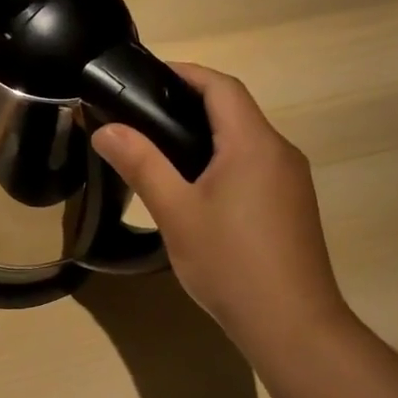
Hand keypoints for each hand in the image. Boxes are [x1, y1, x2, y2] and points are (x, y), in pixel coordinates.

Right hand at [91, 63, 348, 343]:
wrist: (292, 325)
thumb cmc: (230, 263)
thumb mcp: (176, 212)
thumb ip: (141, 164)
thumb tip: (105, 129)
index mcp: (253, 143)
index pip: (221, 86)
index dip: (185, 72)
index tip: (146, 75)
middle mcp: (280, 151)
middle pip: (235, 109)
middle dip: (190, 102)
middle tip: (141, 113)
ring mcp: (292, 180)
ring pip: (246, 139)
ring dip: (207, 132)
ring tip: (160, 148)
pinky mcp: (292, 206)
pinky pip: (255, 165)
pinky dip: (223, 159)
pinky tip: (196, 187)